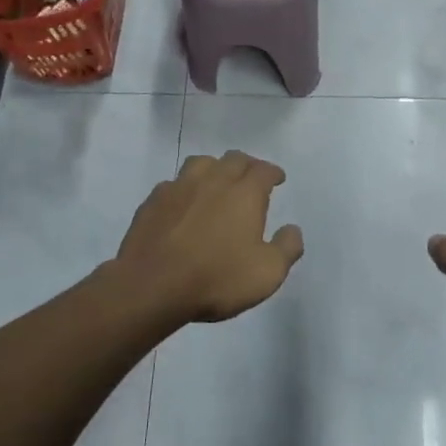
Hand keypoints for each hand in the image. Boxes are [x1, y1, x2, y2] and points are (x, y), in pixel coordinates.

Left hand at [113, 152, 304, 322]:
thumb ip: (286, 248)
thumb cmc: (216, 278)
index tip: (277, 178)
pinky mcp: (153, 201)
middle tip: (251, 177)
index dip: (273, 172)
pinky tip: (183, 202)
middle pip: (233, 160)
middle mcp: (213, 181)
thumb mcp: (267, 273)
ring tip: (217, 181)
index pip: (263, 170)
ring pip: (200, 163)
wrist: (152, 285)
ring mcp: (179, 187)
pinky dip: (184, 188)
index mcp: (244, 193)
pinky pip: (173, 184)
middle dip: (247, 165)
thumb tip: (292, 229)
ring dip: (214, 168)